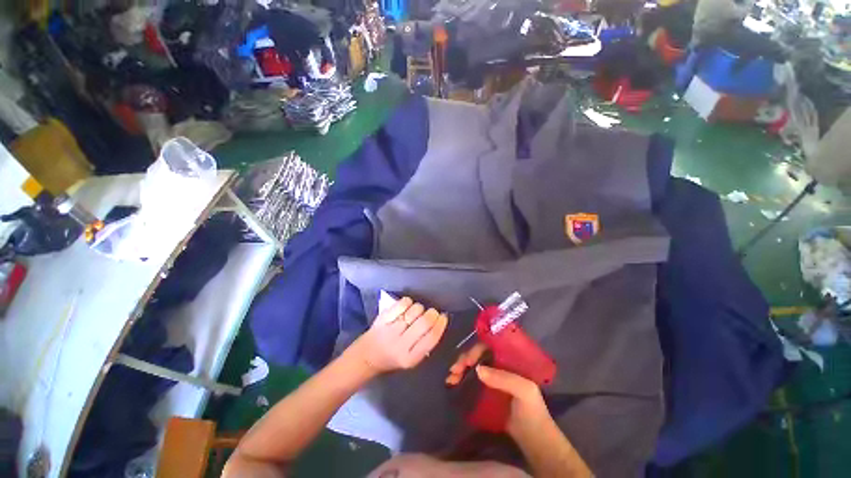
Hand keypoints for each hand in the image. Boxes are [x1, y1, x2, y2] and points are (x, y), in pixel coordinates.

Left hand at [347, 297, 448, 374]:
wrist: (367, 356)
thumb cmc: (393, 357)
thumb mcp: (412, 358)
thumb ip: (425, 344)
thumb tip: (439, 320)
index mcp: (410, 358)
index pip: (431, 338)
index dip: (440, 324)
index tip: (443, 317)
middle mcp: (400, 345)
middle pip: (424, 322)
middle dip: (432, 313)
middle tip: (432, 312)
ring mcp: (390, 331)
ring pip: (414, 311)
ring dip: (420, 308)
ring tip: (417, 311)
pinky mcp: (383, 319)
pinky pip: (402, 304)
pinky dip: (408, 302)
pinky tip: (407, 306)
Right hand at [446, 344, 550, 436]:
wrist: (535, 442)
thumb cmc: (533, 412)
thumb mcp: (524, 391)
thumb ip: (503, 378)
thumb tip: (477, 369)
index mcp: (511, 360)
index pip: (490, 346)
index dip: (476, 350)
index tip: (467, 361)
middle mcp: (501, 366)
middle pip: (479, 356)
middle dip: (465, 360)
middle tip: (454, 370)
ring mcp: (494, 379)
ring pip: (474, 367)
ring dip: (461, 370)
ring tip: (450, 379)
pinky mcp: (488, 393)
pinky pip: (473, 381)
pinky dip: (463, 380)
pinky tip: (453, 384)